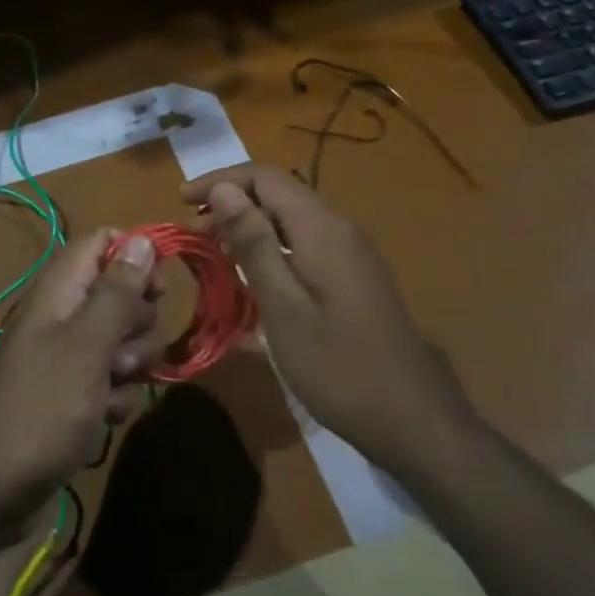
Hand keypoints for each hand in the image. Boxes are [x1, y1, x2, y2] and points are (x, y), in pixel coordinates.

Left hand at [0, 229, 163, 533]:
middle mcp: (66, 313)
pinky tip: (104, 418)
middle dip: (138, 326)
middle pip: (123, 294)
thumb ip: (117, 292)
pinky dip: (116, 397)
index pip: (104, 242)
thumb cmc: (42, 407)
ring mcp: (70, 354)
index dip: (136, 258)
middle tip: (120, 355)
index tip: (158, 290)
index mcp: (61, 289)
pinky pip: (113, 379)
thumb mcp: (87, 346)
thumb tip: (142, 239)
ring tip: (108, 392)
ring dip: (131, 367)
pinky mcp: (75, 391)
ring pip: (124, 340)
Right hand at [181, 164, 473, 468]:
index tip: (181, 201)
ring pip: (292, 215)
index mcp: (321, 227)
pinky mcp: (356, 273)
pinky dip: (272, 242)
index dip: (220, 180)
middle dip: (232, 199)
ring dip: (251, 221)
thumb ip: (253, 242)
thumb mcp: (283, 305)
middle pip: (279, 190)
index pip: (264, 176)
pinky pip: (306, 238)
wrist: (413, 419)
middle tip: (194, 229)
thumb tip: (223, 189)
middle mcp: (339, 226)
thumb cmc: (338, 365)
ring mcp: (352, 250)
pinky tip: (256, 272)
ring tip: (216, 248)